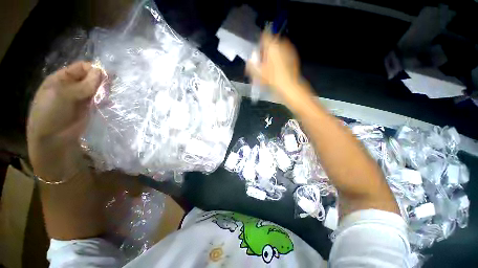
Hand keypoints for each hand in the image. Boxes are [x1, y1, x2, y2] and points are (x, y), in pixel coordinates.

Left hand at [27, 61, 102, 181]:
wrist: (54, 140)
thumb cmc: (52, 114)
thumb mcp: (63, 95)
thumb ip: (83, 84)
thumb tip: (101, 72)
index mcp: (62, 79)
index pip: (81, 67)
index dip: (93, 69)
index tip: (105, 76)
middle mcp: (73, 86)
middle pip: (91, 77)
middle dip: (101, 80)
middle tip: (111, 86)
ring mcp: (82, 98)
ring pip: (97, 89)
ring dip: (105, 90)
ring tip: (110, 95)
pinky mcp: (90, 109)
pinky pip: (100, 100)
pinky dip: (106, 100)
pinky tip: (109, 102)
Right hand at [246, 33, 303, 98]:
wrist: (290, 86)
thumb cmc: (273, 79)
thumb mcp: (259, 74)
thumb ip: (252, 65)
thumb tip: (249, 61)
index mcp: (272, 46)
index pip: (264, 36)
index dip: (260, 44)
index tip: (259, 54)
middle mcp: (282, 44)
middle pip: (271, 43)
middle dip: (267, 51)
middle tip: (264, 64)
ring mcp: (289, 49)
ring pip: (278, 48)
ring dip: (274, 55)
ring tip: (272, 67)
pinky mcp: (294, 55)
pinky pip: (284, 53)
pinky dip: (281, 58)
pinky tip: (279, 68)